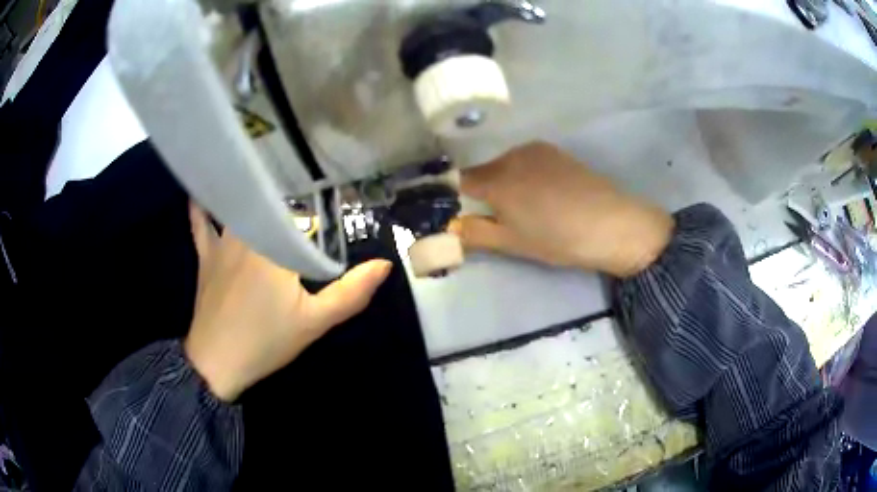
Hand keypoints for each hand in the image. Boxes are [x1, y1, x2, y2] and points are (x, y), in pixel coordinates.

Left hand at [184, 203, 391, 401]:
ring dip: (253, 195)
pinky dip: (201, 208)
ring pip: (239, 207)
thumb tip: (384, 264)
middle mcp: (247, 233)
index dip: (321, 211)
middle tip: (306, 191)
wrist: (216, 363)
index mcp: (277, 246)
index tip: (334, 207)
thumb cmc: (266, 341)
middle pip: (272, 206)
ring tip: (266, 179)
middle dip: (290, 200)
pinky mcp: (205, 255)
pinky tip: (203, 192)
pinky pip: (200, 223)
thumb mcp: (315, 322)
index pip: (304, 215)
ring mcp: (221, 242)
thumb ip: (351, 293)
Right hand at [450, 142, 673, 277]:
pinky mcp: (555, 151)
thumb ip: (475, 234)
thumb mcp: (513, 243)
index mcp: (496, 180)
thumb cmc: (558, 239)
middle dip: (486, 192)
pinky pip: (527, 161)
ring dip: (508, 183)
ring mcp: (536, 150)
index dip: (458, 197)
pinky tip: (547, 194)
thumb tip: (450, 228)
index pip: (461, 181)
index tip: (467, 212)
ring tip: (530, 208)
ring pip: (507, 165)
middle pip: (485, 172)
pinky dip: (527, 175)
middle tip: (504, 219)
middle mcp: (511, 156)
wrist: (611, 224)